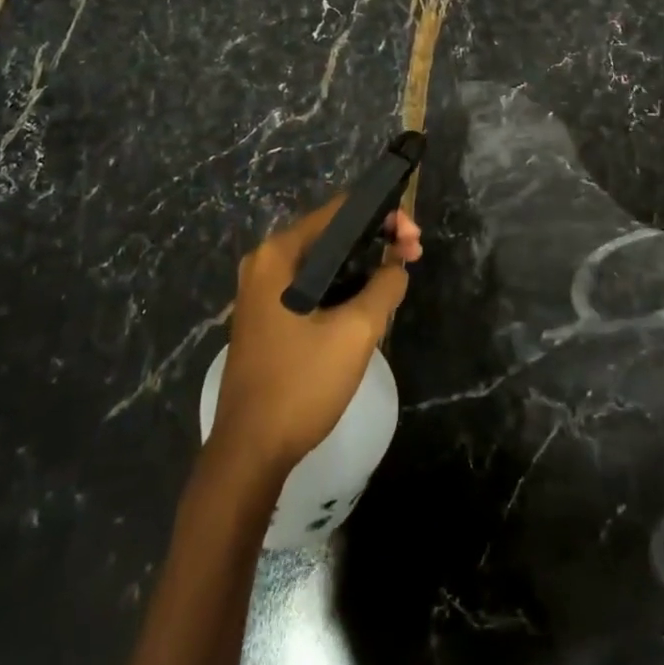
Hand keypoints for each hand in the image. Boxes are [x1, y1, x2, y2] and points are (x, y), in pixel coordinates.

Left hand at [210, 199, 422, 477]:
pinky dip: (344, 285)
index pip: (339, 211)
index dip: (382, 215)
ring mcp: (262, 292)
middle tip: (414, 255)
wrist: (250, 452)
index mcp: (278, 255)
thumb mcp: (356, 332)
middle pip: (332, 234)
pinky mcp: (268, 317)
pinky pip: (313, 285)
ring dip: (363, 264)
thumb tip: (398, 266)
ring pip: (324, 262)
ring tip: (399, 276)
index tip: (413, 235)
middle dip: (376, 240)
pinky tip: (370, 299)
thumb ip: (385, 286)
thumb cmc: (301, 384)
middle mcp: (265, 264)